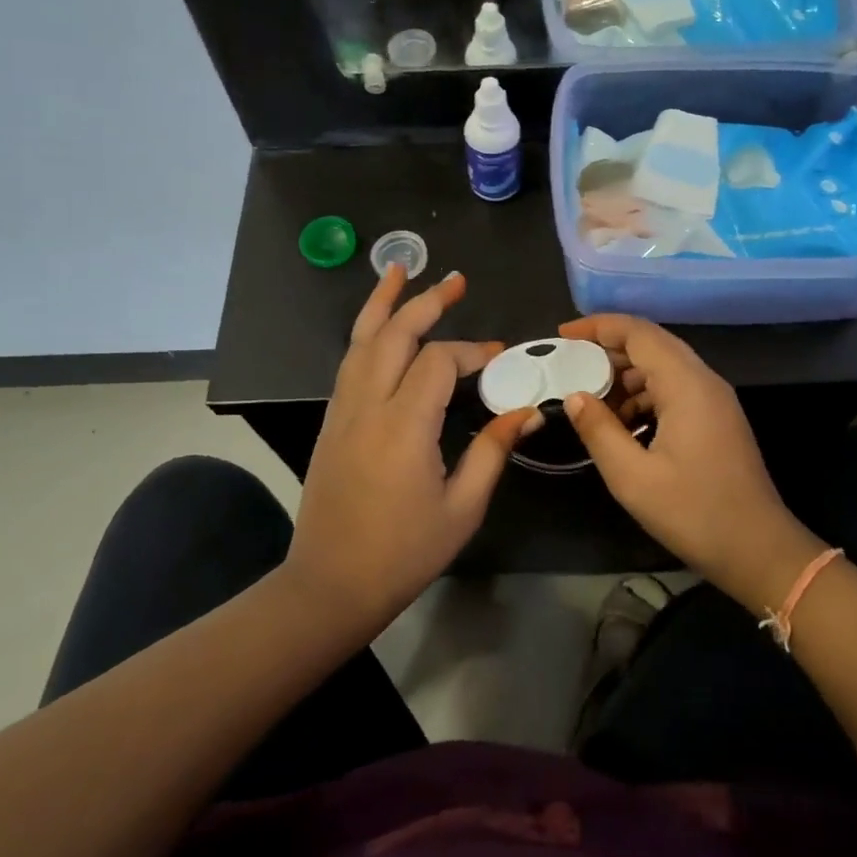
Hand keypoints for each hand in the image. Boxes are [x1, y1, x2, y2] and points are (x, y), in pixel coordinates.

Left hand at [284, 266, 533, 632]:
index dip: (472, 352)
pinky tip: (379, 327)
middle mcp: (368, 406)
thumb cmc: (403, 553)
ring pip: (360, 340)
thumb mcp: (461, 509)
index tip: (500, 359)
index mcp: (404, 426)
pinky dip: (365, 333)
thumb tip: (527, 411)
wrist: (330, 584)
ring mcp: (342, 411)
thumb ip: (492, 452)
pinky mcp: (332, 421)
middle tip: (456, 280)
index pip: (438, 362)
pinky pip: (349, 363)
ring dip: (383, 303)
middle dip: (426, 302)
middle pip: (393, 335)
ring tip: (400, 271)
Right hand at [557, 313, 824, 613]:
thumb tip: (574, 397)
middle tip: (570, 367)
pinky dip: (644, 397)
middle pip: (652, 345)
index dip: (598, 326)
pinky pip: (675, 390)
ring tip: (590, 402)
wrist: (759, 550)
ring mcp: (715, 400)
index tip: (563, 335)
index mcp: (686, 384)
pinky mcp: (717, 419)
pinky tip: (622, 425)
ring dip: (626, 377)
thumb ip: (599, 430)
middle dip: (608, 350)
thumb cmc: (694, 513)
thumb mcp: (633, 477)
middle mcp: (704, 380)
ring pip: (663, 368)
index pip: (638, 333)